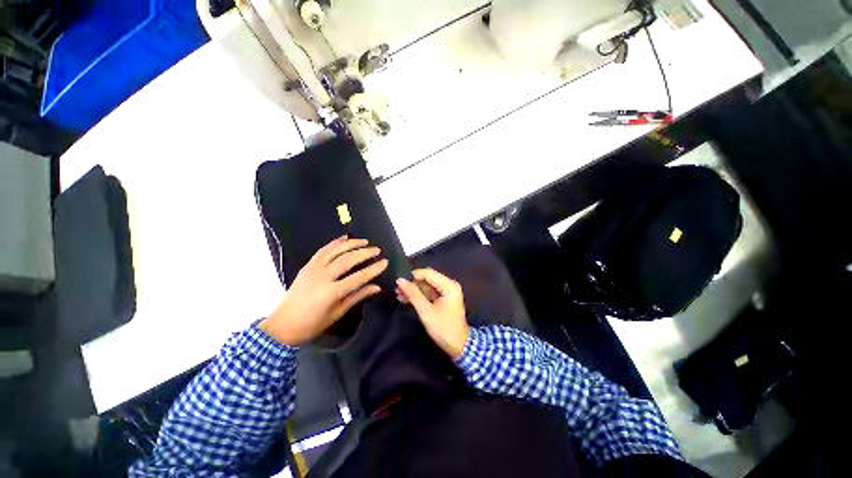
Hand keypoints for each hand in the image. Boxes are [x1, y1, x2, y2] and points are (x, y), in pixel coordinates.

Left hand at [261, 236, 387, 345]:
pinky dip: (334, 243)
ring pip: (335, 251)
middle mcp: (323, 276)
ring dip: (350, 244)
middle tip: (377, 250)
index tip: (384, 262)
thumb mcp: (336, 314)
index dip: (372, 269)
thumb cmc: (312, 324)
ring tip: (364, 241)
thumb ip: (356, 297)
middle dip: (363, 253)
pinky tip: (343, 239)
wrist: (285, 322)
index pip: (357, 277)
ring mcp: (313, 269)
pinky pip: (322, 251)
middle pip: (347, 260)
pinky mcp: (307, 266)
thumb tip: (375, 288)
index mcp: (331, 292)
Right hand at [396, 268, 469, 359]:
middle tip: (396, 290)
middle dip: (412, 284)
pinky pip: (428, 294)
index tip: (398, 281)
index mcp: (449, 286)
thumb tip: (400, 280)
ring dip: (413, 291)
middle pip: (427, 279)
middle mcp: (448, 286)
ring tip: (398, 295)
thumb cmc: (443, 327)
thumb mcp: (426, 311)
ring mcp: (446, 294)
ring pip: (426, 287)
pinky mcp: (442, 302)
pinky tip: (405, 300)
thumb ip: (413, 294)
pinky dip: (418, 296)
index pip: (428, 273)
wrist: (457, 345)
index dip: (412, 275)